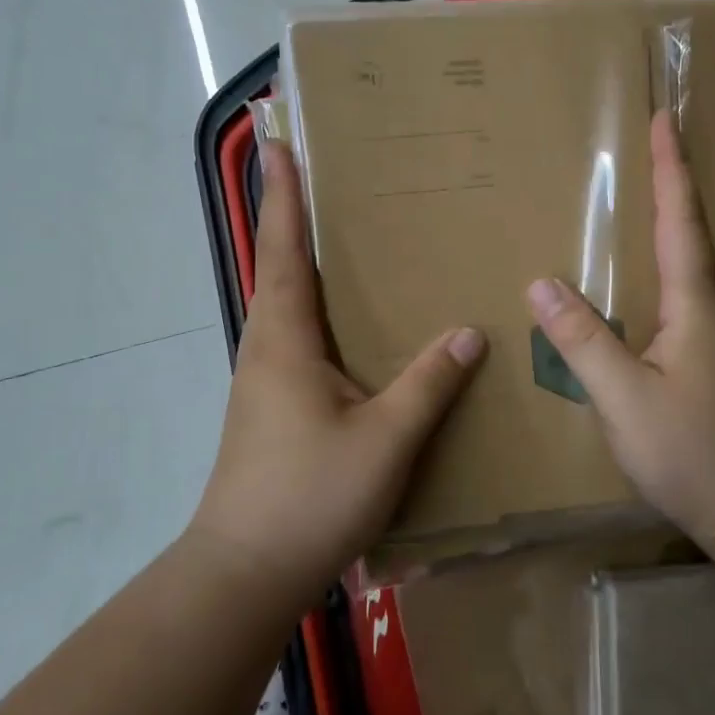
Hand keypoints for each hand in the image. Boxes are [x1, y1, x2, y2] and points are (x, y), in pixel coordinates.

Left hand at [189, 140, 486, 613]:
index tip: (277, 142)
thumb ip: (427, 383)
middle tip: (319, 175)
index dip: (283, 195)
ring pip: (284, 305)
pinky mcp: (270, 407)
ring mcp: (263, 380)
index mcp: (283, 339)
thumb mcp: (384, 438)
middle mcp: (265, 348)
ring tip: (339, 238)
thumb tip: (468, 333)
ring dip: (301, 263)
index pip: (284, 250)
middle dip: (291, 216)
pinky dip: (314, 310)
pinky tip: (347, 326)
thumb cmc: (311, 496)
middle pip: (278, 268)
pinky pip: (295, 338)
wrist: (246, 572)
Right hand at [525, 112, 714, 548]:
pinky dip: (668, 268)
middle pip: (693, 233)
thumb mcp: (625, 397)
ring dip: (674, 225)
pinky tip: (647, 286)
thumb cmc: (694, 453)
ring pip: (693, 266)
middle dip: (674, 185)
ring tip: (644, 202)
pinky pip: (687, 297)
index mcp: (696, 304)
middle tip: (651, 147)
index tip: (663, 119)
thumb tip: (541, 282)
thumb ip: (583, 340)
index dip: (671, 168)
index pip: (681, 220)